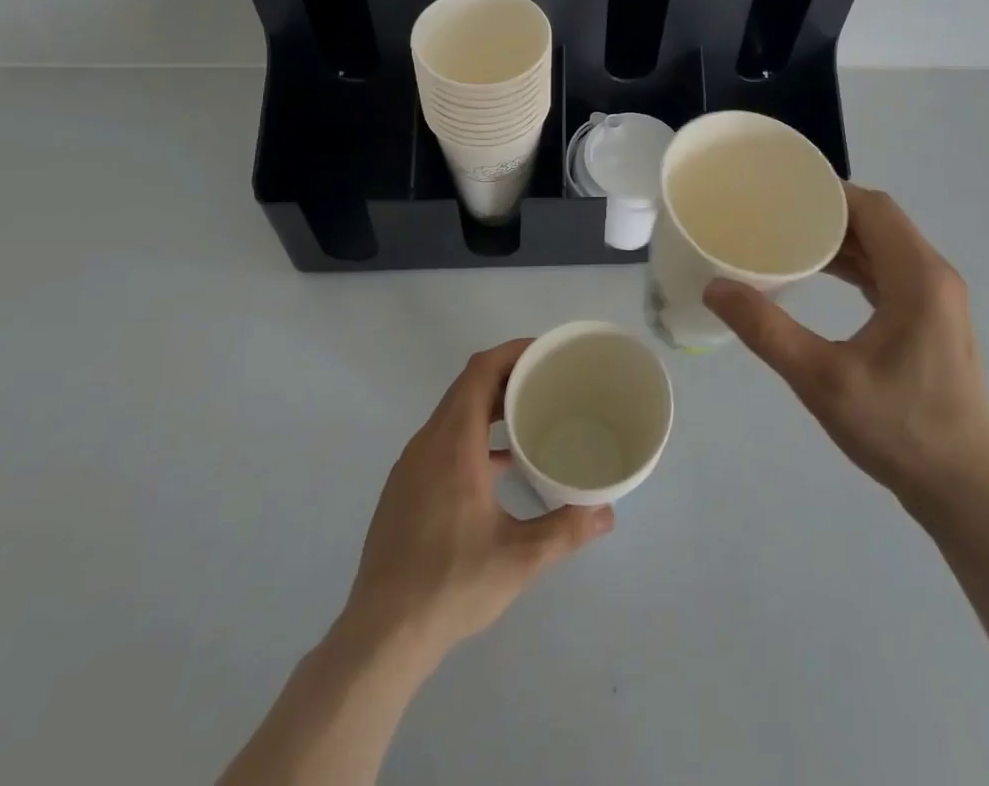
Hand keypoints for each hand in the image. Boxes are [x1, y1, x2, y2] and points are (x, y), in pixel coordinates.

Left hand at [344, 340, 614, 660]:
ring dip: (489, 406)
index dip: (512, 352)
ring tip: (529, 418)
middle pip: (467, 387)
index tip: (545, 353)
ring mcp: (410, 467)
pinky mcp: (404, 489)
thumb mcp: (519, 559)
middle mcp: (427, 443)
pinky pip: (442, 440)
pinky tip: (498, 467)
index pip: (480, 371)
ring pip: (453, 414)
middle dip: (507, 376)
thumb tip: (607, 513)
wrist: (380, 637)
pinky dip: (472, 433)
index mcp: (453, 444)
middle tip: (548, 382)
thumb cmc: (451, 585)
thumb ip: (566, 530)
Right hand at [704, 185, 988, 520]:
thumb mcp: (823, 380)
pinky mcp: (931, 321)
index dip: (828, 191)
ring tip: (789, 237)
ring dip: (842, 238)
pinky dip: (856, 264)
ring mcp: (937, 300)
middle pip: (879, 221)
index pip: (872, 207)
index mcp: (918, 276)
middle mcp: (934, 276)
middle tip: (776, 211)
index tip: (781, 189)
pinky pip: (889, 272)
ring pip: (885, 246)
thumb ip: (767, 331)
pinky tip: (822, 274)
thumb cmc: (899, 430)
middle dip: (828, 212)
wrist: (966, 492)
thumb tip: (716, 288)